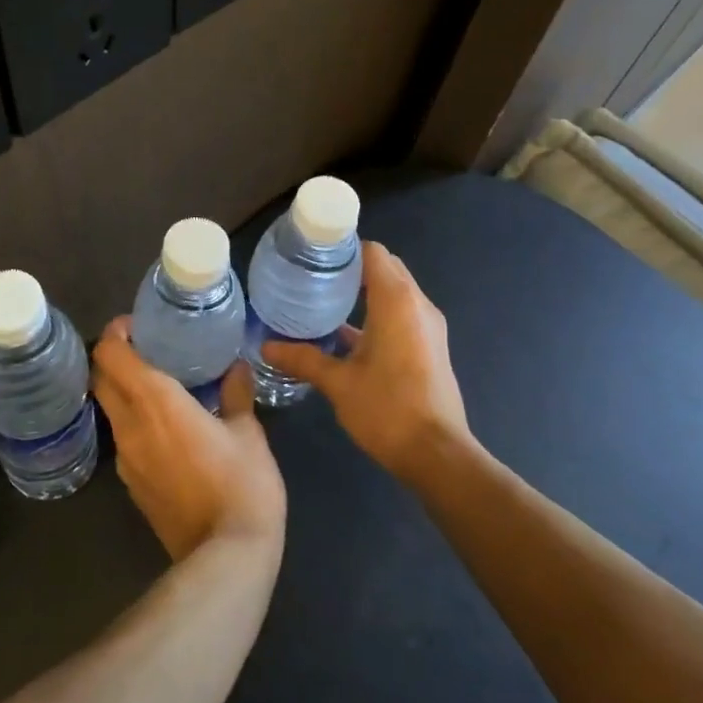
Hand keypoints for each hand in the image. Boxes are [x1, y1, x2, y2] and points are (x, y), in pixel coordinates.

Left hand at [92, 318, 286, 561]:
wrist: (225, 557)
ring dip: (122, 392)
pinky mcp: (131, 486)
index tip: (134, 325)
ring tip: (157, 386)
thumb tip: (236, 368)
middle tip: (145, 349)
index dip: (114, 333)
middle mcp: (130, 425)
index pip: (110, 355)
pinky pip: (123, 440)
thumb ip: (236, 394)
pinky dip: (134, 422)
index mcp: (155, 401)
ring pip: (110, 411)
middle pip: (100, 380)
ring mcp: (126, 459)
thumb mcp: (248, 433)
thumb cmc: (242, 484)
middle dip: (113, 359)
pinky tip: (165, 428)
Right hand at [262, 240, 475, 483]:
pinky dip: (377, 313)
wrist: (437, 455)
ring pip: (395, 292)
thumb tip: (266, 346)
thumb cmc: (387, 409)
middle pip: (385, 268)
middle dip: (352, 268)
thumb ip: (303, 359)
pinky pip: (401, 314)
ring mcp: (428, 326)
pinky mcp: (430, 346)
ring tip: (323, 299)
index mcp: (397, 301)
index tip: (313, 254)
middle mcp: (417, 305)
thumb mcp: (338, 383)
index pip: (373, 252)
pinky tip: (344, 333)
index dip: (345, 248)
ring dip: (364, 292)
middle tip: (312, 275)